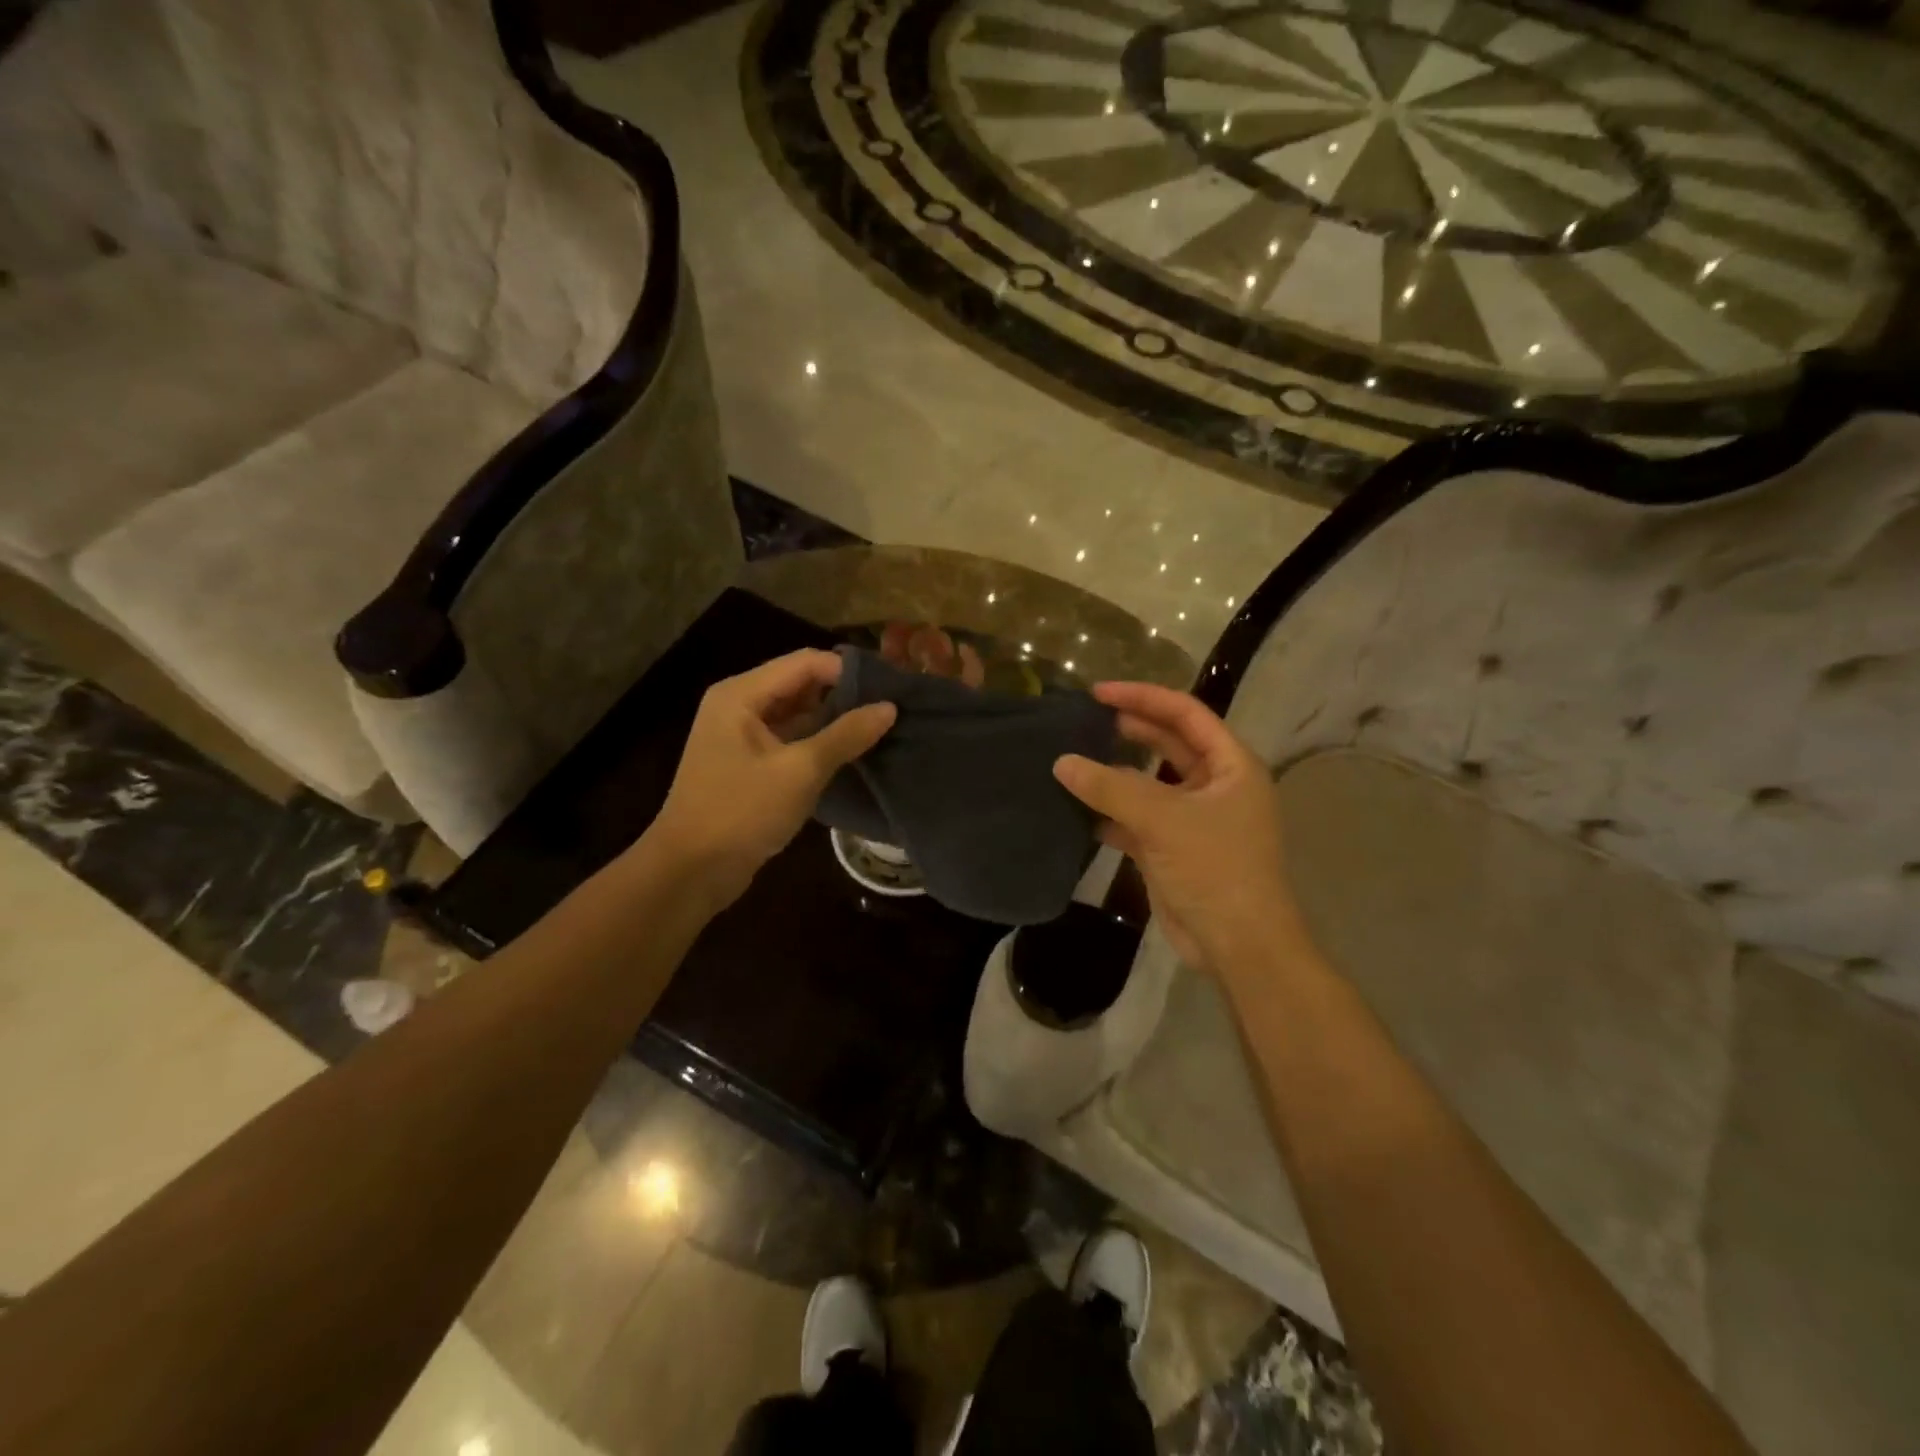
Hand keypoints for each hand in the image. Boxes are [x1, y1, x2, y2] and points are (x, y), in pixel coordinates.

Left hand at [648, 650, 895, 907]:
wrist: (691, 871)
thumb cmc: (741, 813)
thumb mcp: (800, 772)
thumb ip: (846, 735)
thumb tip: (889, 707)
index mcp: (741, 694)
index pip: (806, 662)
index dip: (848, 671)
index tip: (891, 688)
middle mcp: (740, 705)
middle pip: (801, 684)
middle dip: (844, 694)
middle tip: (892, 709)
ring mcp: (743, 736)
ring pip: (799, 714)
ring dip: (835, 720)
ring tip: (882, 728)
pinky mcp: (750, 764)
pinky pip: (792, 740)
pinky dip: (820, 743)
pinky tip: (854, 753)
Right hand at [1053, 683, 1299, 975]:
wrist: (1237, 944)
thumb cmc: (1215, 868)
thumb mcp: (1163, 820)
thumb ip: (1110, 788)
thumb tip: (1062, 762)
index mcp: (1230, 765)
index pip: (1185, 714)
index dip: (1143, 697)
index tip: (1098, 692)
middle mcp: (1214, 785)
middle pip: (1167, 743)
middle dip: (1128, 729)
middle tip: (1083, 719)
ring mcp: (1192, 818)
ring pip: (1148, 783)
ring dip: (1114, 773)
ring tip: (1072, 757)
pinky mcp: (1171, 848)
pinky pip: (1135, 818)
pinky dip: (1108, 812)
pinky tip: (1075, 808)